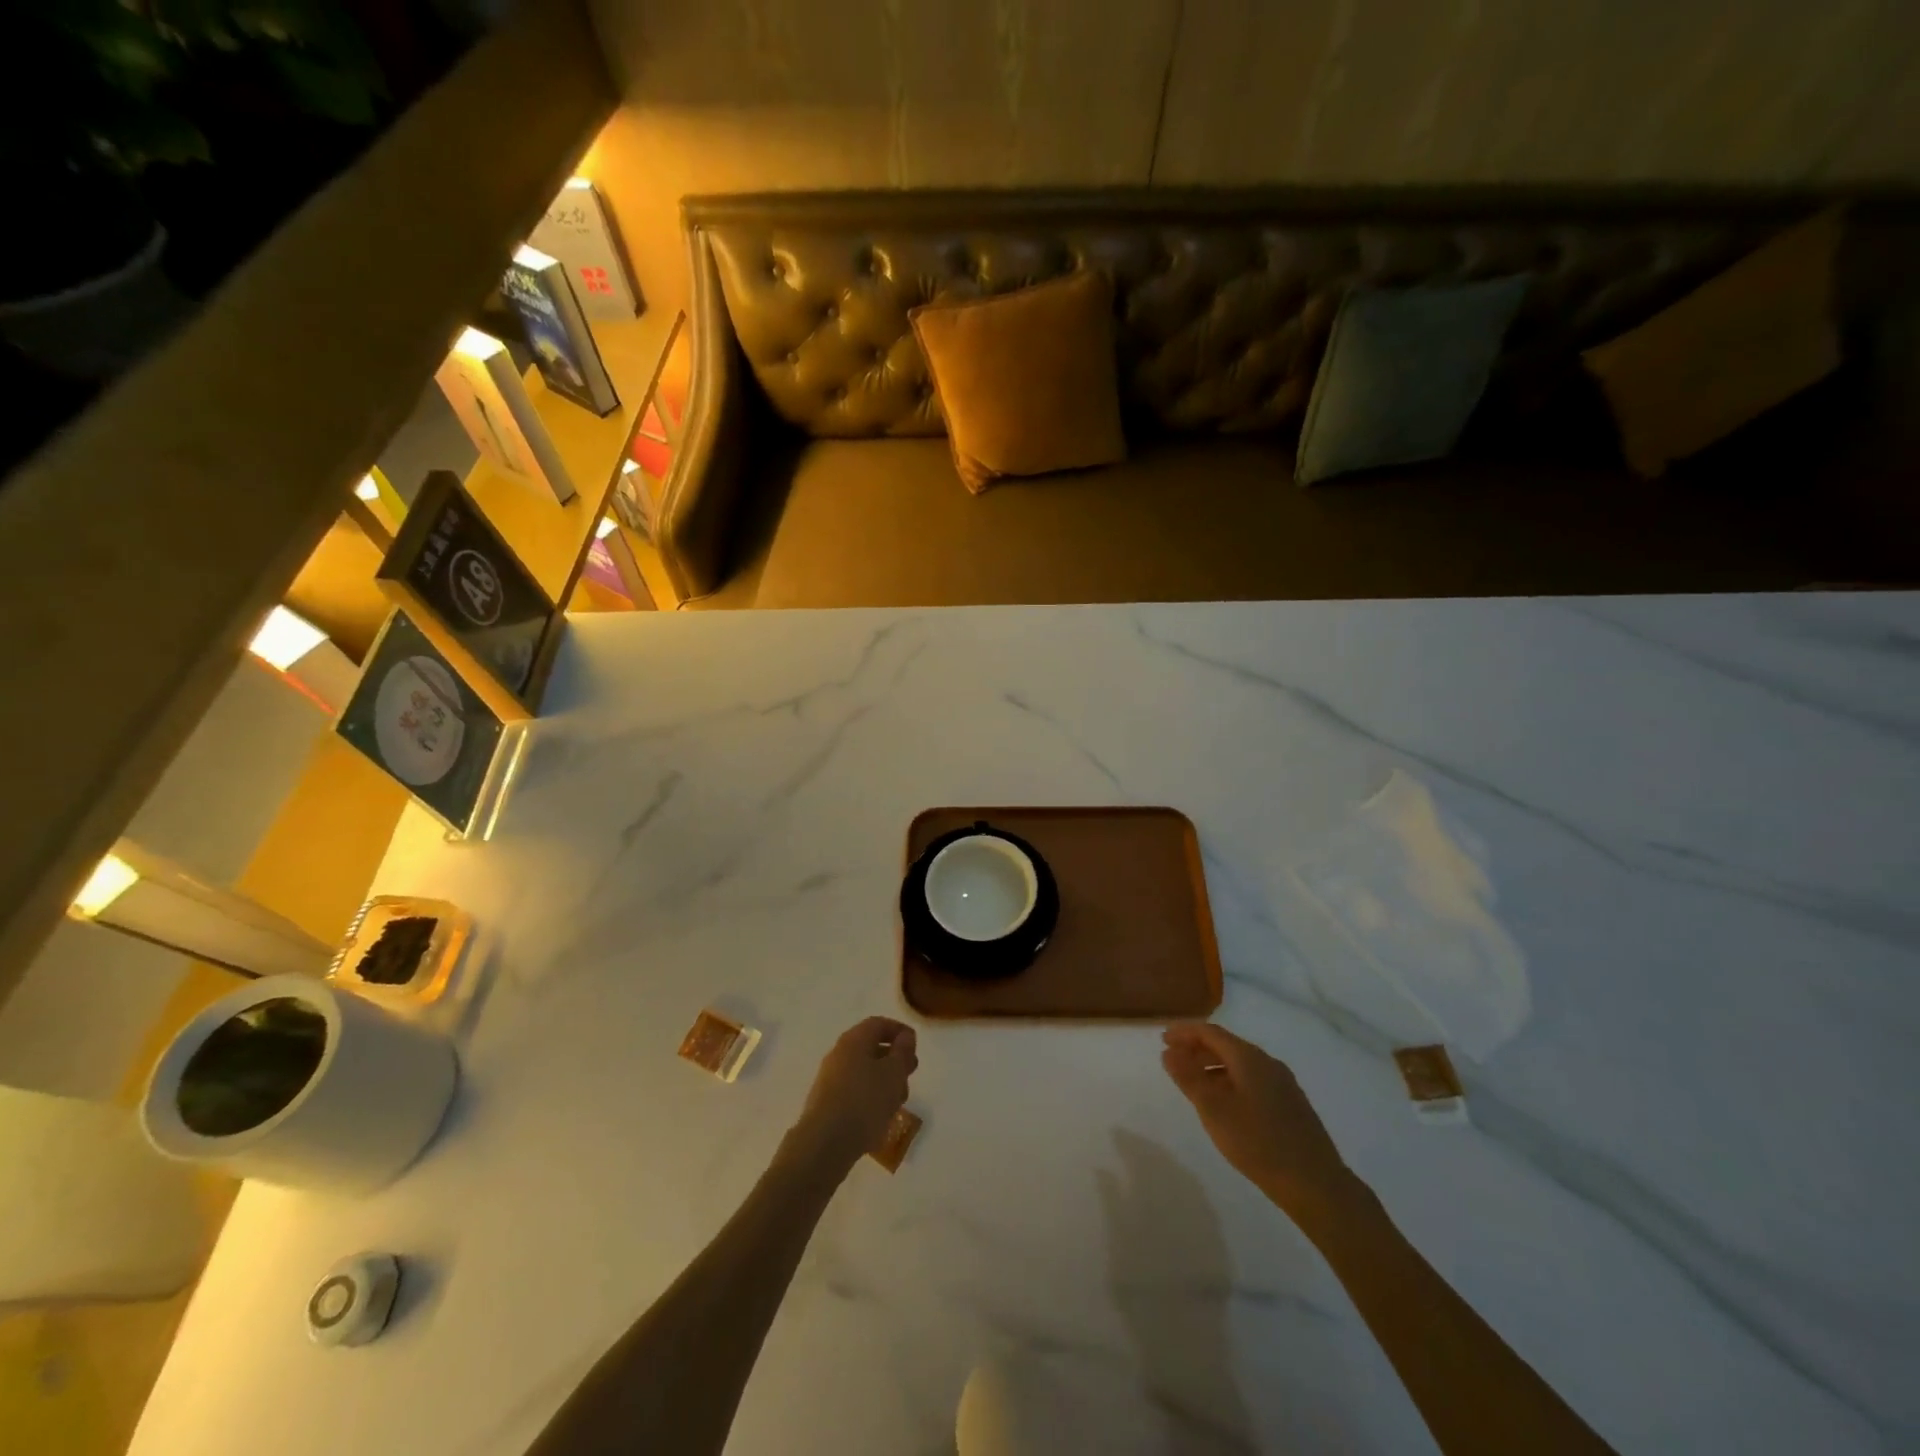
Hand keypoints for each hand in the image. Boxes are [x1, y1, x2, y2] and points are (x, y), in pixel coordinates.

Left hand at [788, 1016, 917, 1175]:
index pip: (879, 1024)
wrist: (825, 1144)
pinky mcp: (827, 1103)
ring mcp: (830, 1079)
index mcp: (853, 1040)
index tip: (915, 1046)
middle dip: (894, 1060)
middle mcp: (839, 1054)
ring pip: (864, 1072)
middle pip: (871, 1048)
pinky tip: (880, 1116)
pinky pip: (854, 1091)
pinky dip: (871, 1097)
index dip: (899, 1031)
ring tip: (898, 1102)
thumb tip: (905, 1037)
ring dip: (884, 1082)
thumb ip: (902, 1052)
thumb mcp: (893, 1073)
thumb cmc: (864, 1101)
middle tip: (910, 1075)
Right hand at [1162, 1022, 1358, 1223]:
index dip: (1185, 1032)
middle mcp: (1268, 1063)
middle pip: (1227, 1045)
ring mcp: (1283, 1083)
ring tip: (1194, 1082)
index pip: (1211, 1032)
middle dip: (1198, 1048)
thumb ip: (1188, 1077)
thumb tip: (1169, 1052)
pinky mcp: (1291, 1104)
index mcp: (1249, 1058)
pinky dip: (1231, 1081)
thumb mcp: (1213, 1110)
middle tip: (1174, 1059)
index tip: (1163, 1039)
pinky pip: (1253, 1079)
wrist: (1315, 1184)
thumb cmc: (1258, 1143)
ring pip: (1241, 1064)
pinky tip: (1225, 1103)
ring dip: (1214, 1066)